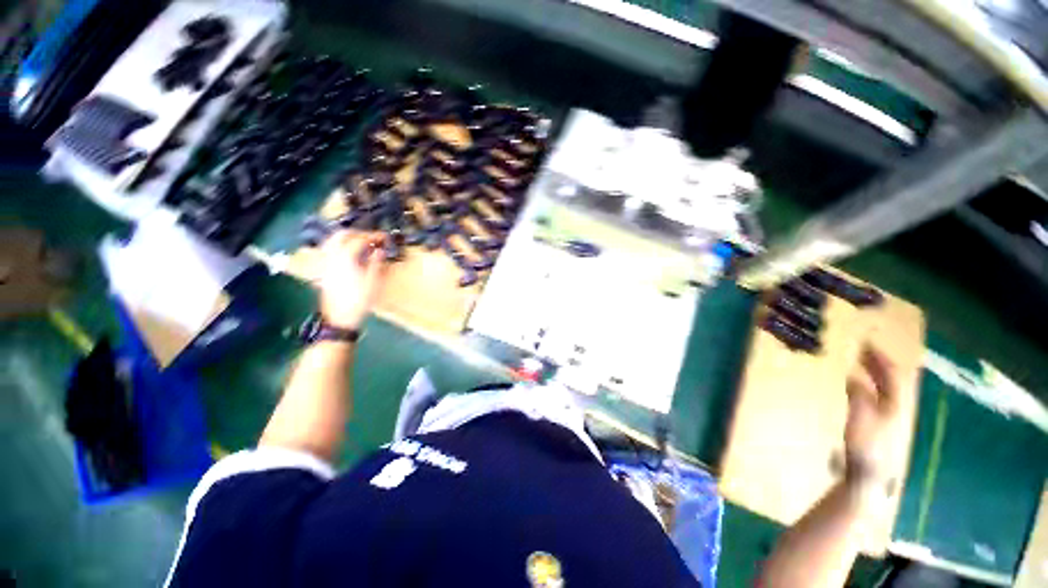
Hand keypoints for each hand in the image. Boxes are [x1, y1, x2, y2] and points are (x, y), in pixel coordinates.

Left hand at [318, 231, 387, 329]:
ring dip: (346, 238)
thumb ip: (376, 263)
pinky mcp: (324, 270)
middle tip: (371, 238)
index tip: (384, 237)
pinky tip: (348, 253)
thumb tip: (380, 250)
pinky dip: (339, 246)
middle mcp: (332, 256)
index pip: (359, 240)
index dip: (373, 236)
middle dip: (357, 233)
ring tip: (360, 243)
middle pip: (341, 235)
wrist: (340, 317)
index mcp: (346, 258)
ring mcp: (325, 263)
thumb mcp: (373, 281)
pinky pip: (329, 251)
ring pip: (331, 241)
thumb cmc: (359, 300)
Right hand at [844, 344, 899, 494]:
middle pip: (893, 380)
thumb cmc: (865, 445)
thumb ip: (858, 395)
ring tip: (862, 363)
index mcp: (895, 404)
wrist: (869, 475)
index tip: (864, 343)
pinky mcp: (882, 425)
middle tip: (862, 349)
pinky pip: (880, 397)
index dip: (879, 357)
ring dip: (876, 373)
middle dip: (879, 363)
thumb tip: (854, 376)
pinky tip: (861, 386)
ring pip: (888, 389)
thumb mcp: (860, 418)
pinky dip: (871, 386)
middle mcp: (897, 408)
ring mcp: (891, 418)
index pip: (892, 374)